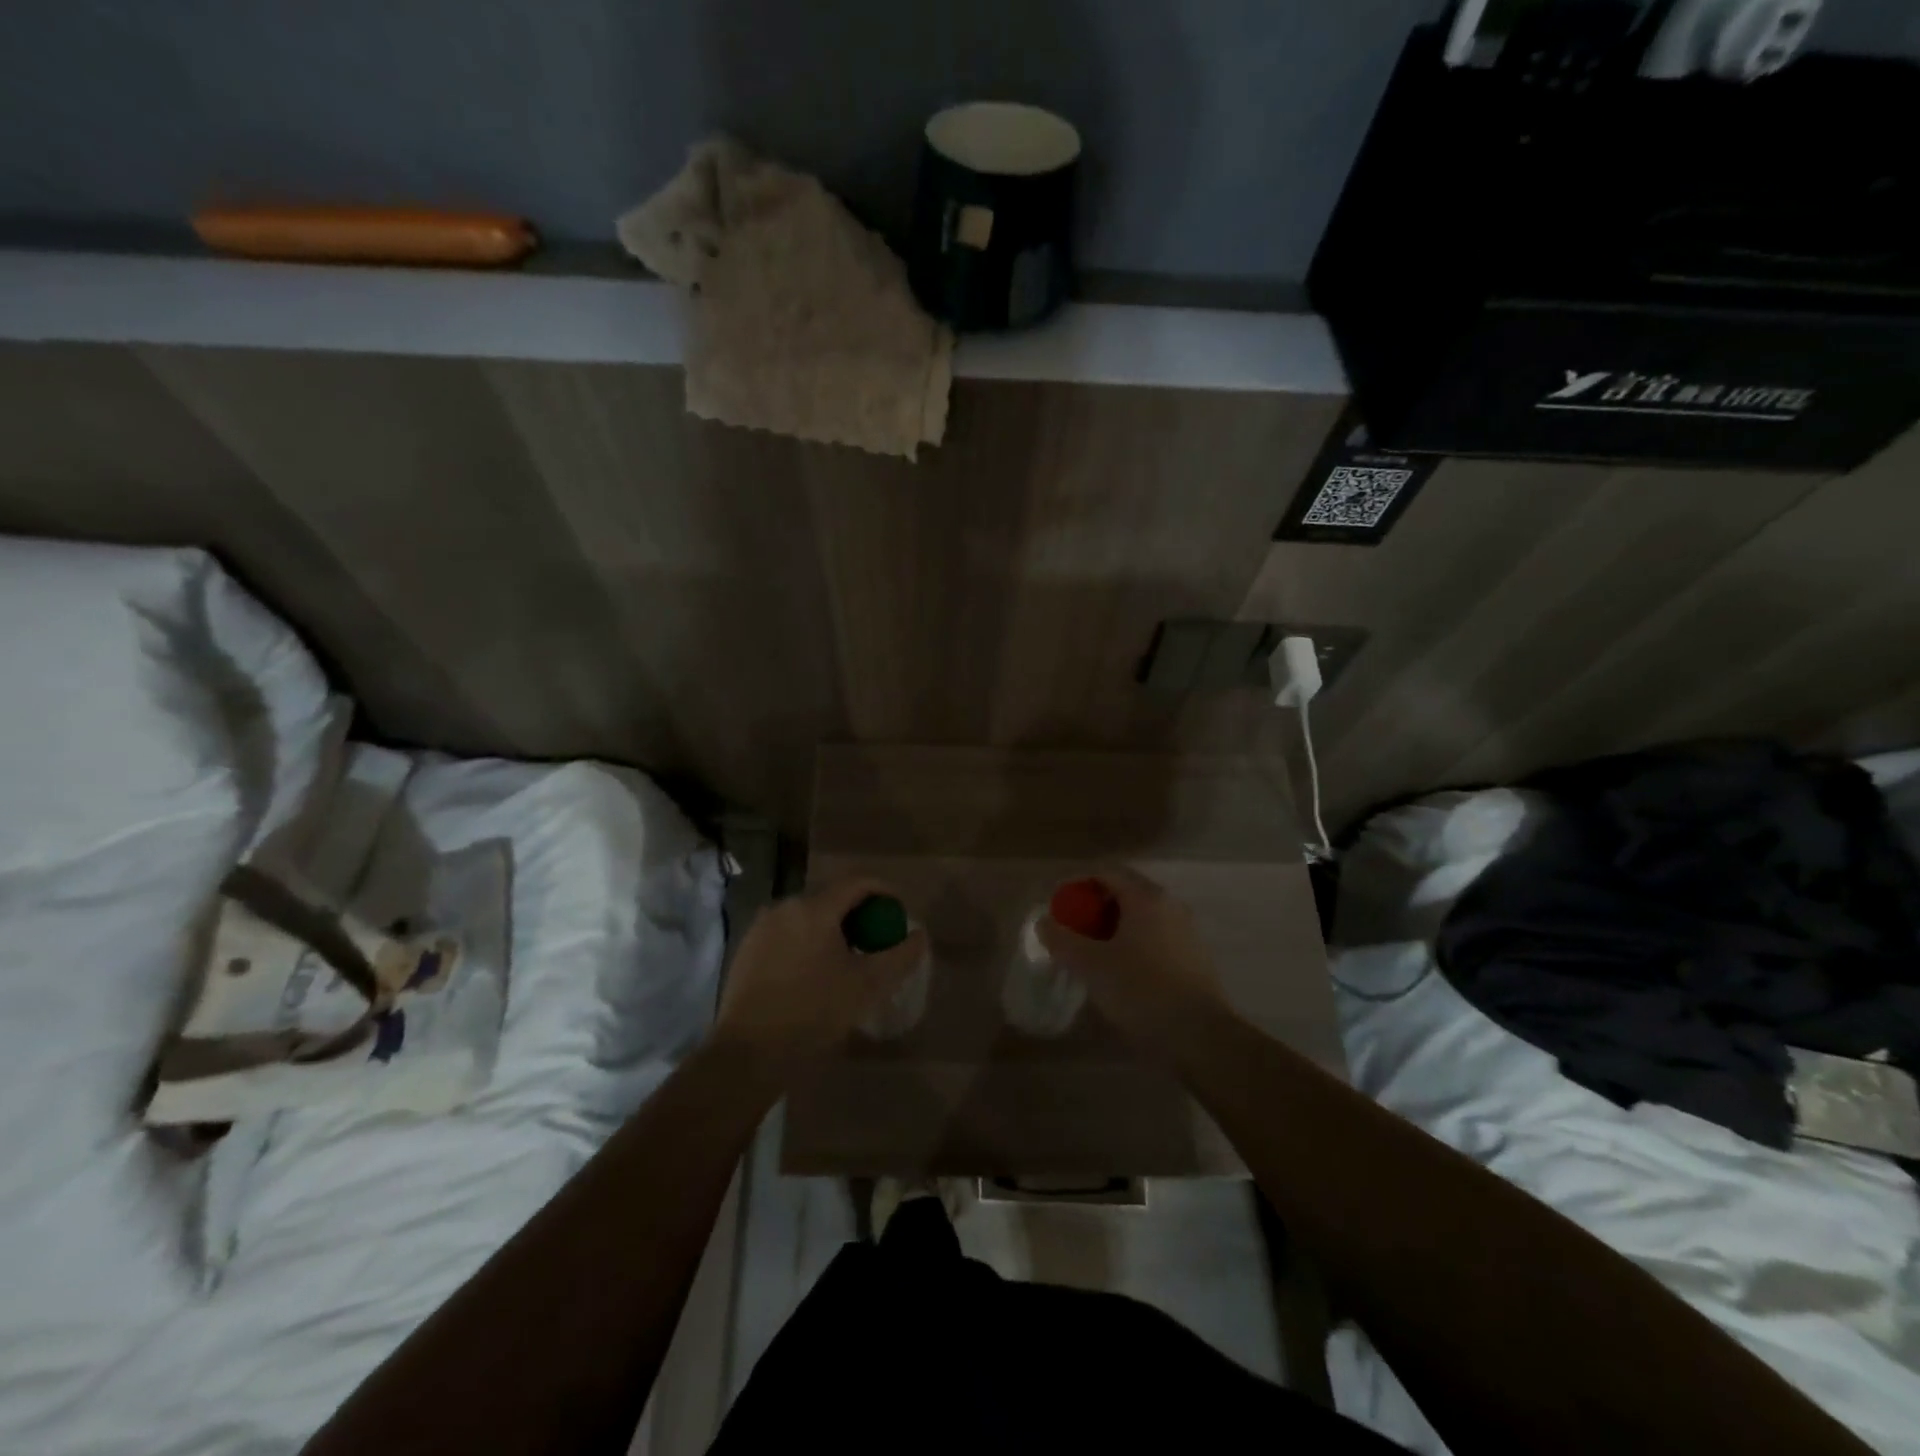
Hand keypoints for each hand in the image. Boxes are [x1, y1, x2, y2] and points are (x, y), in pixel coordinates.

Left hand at [712, 878, 927, 1070]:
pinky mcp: (746, 948)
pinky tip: (812, 972)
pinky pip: (786, 933)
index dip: (884, 891)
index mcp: (814, 908)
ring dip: (831, 929)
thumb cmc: (813, 1013)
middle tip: (875, 940)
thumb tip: (920, 935)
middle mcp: (785, 906)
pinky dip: (806, 942)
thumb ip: (900, 956)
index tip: (899, 911)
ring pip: (807, 917)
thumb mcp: (867, 986)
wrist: (749, 1053)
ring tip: (845, 959)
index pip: (857, 883)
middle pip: (831, 898)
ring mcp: (761, 926)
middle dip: (858, 913)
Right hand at [1035, 866, 1228, 1056]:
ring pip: (1141, 917)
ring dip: (1113, 928)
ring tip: (1091, 953)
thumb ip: (1062, 940)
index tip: (1058, 906)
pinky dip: (1133, 944)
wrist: (1201, 1038)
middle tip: (1071, 930)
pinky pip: (1155, 938)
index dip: (1077, 885)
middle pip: (1125, 892)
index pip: (1106, 872)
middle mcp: (1170, 905)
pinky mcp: (1194, 958)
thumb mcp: (1091, 966)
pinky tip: (1120, 972)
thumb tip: (1044, 922)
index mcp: (1146, 897)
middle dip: (1094, 907)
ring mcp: (1186, 931)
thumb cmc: (1142, 991)